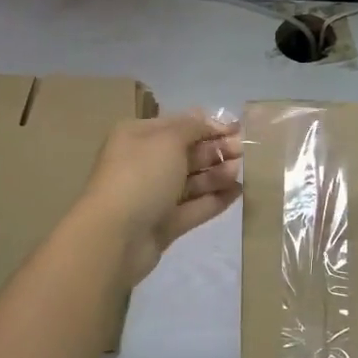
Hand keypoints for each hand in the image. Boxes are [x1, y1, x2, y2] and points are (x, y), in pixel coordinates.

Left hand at [77, 111, 242, 284]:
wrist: (115, 237)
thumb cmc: (140, 176)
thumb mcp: (168, 140)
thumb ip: (193, 127)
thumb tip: (210, 120)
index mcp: (138, 137)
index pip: (179, 124)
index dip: (208, 125)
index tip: (237, 128)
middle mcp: (144, 163)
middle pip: (187, 152)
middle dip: (215, 150)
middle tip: (243, 151)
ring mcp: (154, 196)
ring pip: (192, 181)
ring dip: (217, 174)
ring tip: (240, 172)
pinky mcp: (164, 224)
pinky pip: (194, 207)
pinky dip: (214, 199)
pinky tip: (237, 193)